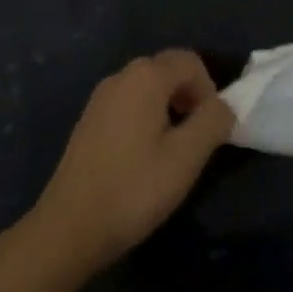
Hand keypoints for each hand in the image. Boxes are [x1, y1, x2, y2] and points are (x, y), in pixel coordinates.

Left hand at [30, 50, 234, 271]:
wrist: (67, 229)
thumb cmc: (133, 189)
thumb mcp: (186, 157)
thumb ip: (213, 122)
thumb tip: (225, 106)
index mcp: (146, 77)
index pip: (191, 62)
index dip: (209, 89)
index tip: (211, 127)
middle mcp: (121, 76)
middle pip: (168, 69)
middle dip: (190, 95)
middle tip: (196, 136)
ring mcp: (100, 97)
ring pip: (148, 87)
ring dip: (169, 106)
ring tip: (172, 149)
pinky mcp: (88, 120)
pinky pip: (128, 103)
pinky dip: (146, 116)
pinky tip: (143, 156)